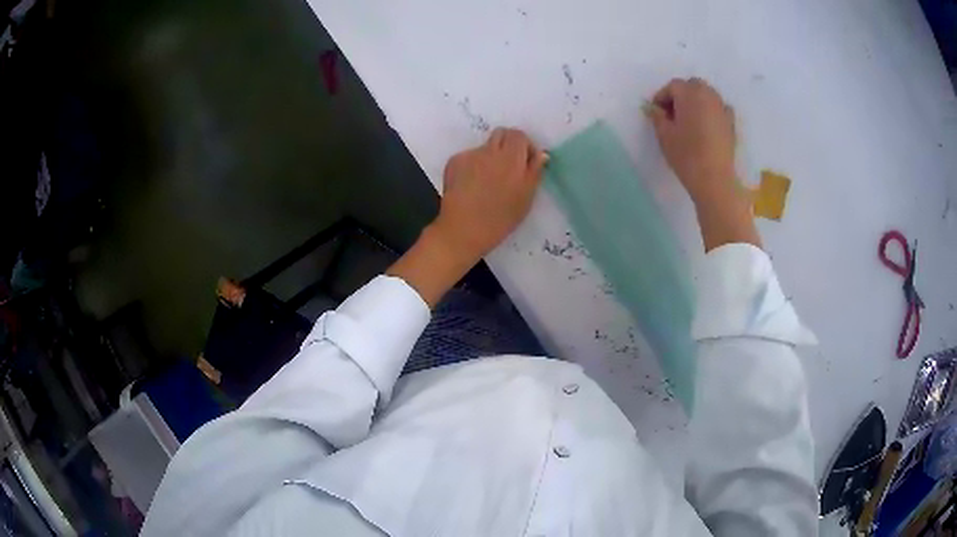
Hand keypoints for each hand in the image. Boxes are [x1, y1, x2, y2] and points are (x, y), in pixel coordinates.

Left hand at [387, 128, 546, 306]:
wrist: (463, 229)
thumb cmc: (501, 218)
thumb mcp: (526, 198)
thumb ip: (535, 171)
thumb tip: (541, 154)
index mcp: (511, 157)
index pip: (519, 135)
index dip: (525, 146)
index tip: (525, 163)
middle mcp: (490, 150)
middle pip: (501, 134)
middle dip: (507, 145)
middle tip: (508, 168)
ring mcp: (470, 155)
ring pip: (484, 147)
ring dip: (490, 157)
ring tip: (488, 182)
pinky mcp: (454, 162)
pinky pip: (468, 157)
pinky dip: (473, 166)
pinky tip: (472, 186)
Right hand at [646, 78, 759, 250]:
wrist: (715, 179)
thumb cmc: (686, 155)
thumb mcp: (664, 135)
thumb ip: (657, 116)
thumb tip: (653, 108)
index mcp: (689, 94)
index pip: (672, 86)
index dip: (662, 97)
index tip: (655, 112)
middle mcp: (708, 95)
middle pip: (692, 86)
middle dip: (681, 95)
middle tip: (672, 113)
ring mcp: (722, 108)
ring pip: (707, 95)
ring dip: (696, 101)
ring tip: (689, 119)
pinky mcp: (731, 123)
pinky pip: (719, 108)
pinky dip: (711, 111)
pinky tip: (706, 125)